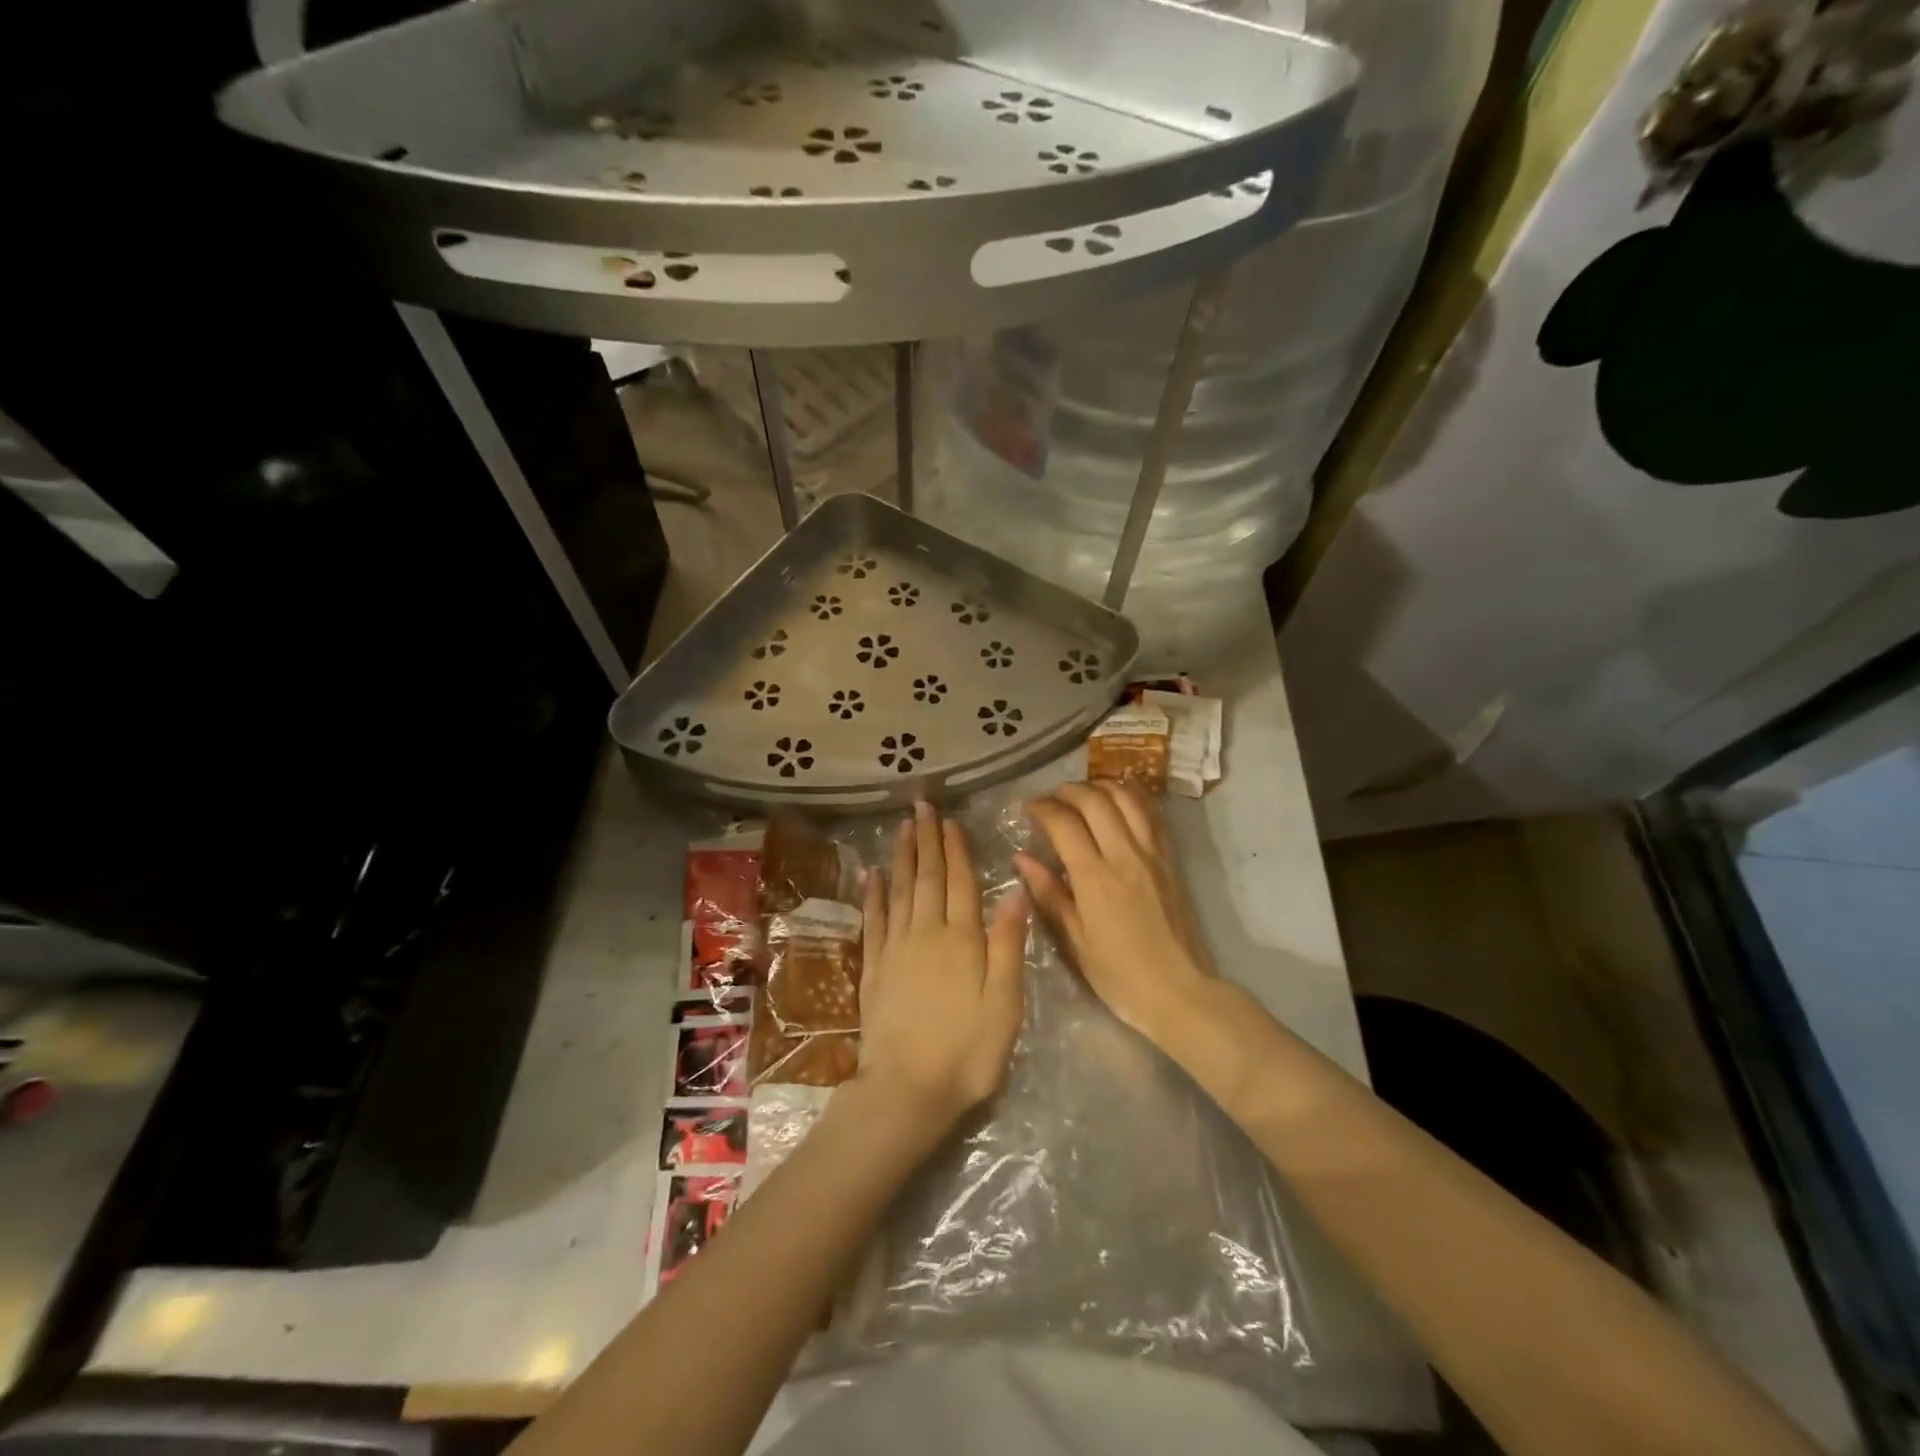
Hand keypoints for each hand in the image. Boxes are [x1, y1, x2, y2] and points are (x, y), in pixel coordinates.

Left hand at [857, 802, 1027, 1133]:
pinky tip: (873, 874)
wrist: (906, 1090)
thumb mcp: (1004, 1003)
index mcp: (961, 939)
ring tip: (902, 828)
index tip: (949, 820)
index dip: (955, 849)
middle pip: (927, 877)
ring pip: (899, 891)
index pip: (960, 882)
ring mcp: (895, 949)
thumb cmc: (967, 1050)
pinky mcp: (874, 968)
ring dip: (902, 857)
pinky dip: (873, 894)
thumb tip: (1014, 891)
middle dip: (926, 840)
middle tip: (921, 806)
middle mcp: (925, 933)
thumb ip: (1008, 944)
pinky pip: (873, 920)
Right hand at [1016, 781, 1215, 1041]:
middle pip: (1095, 800)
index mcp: (1095, 878)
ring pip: (1127, 798)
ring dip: (1101, 786)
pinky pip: (1151, 814)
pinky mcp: (1170, 860)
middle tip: (1051, 798)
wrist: (1181, 992)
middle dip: (1068, 790)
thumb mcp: (1075, 942)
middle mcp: (1124, 856)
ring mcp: (1152, 854)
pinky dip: (1132, 797)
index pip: (1064, 823)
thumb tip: (1022, 858)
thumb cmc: (1120, 976)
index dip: (1042, 808)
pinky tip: (1118, 799)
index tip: (1027, 808)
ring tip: (1082, 793)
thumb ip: (1049, 895)